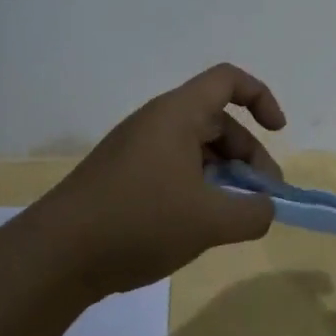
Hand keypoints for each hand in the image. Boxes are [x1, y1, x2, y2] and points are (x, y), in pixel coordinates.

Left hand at [35, 64, 287, 296]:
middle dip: (248, 155)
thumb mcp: (209, 221)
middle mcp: (157, 122)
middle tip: (263, 198)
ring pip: (196, 148)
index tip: (279, 132)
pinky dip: (197, 186)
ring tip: (234, 216)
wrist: (56, 255)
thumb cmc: (139, 222)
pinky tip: (199, 224)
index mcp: (177, 114)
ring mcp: (136, 148)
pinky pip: (173, 167)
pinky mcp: (122, 176)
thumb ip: (252, 213)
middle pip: (217, 120)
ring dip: (224, 175)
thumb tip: (266, 208)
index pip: (228, 80)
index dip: (261, 97)